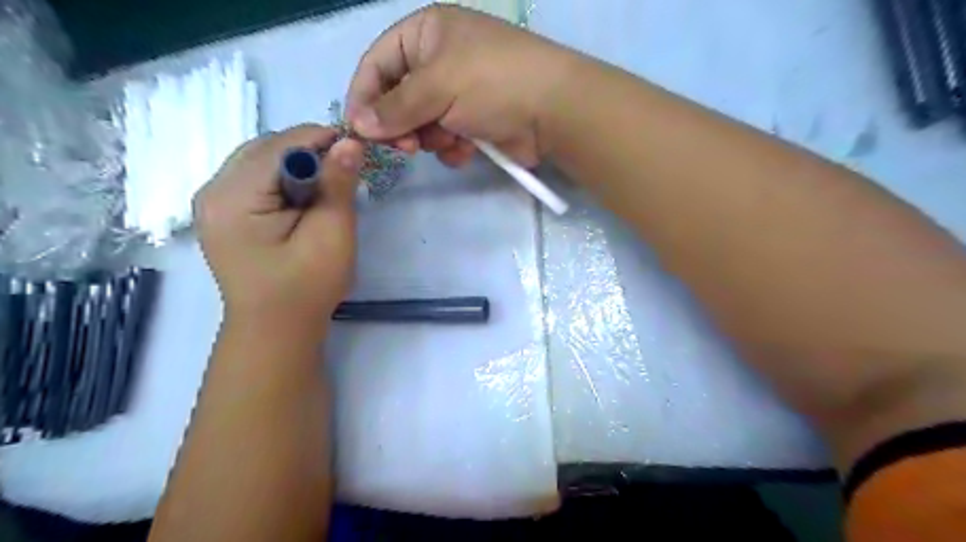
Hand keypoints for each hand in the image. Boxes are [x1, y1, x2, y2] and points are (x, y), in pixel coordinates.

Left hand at [196, 124, 366, 337]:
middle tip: (344, 170)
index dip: (322, 139)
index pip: (280, 145)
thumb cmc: (307, 287)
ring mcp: (212, 202)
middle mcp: (212, 191)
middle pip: (265, 147)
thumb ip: (338, 185)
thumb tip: (351, 142)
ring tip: (327, 185)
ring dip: (297, 164)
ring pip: (260, 159)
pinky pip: (255, 178)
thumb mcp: (331, 235)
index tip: (357, 147)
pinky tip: (304, 198)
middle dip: (309, 151)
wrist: (276, 330)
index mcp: (233, 197)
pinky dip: (284, 178)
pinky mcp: (222, 214)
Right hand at [344, 2, 575, 167]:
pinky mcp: (474, 122)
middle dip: (401, 125)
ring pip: (421, 124)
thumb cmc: (492, 83)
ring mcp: (459, 93)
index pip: (377, 63)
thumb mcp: (438, 86)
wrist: (553, 111)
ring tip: (448, 141)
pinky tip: (467, 149)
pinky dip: (452, 148)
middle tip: (407, 147)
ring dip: (430, 138)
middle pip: (398, 98)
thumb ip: (395, 107)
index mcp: (427, 34)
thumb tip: (358, 125)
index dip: (365, 96)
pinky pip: (446, 139)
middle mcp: (440, 61)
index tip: (359, 130)